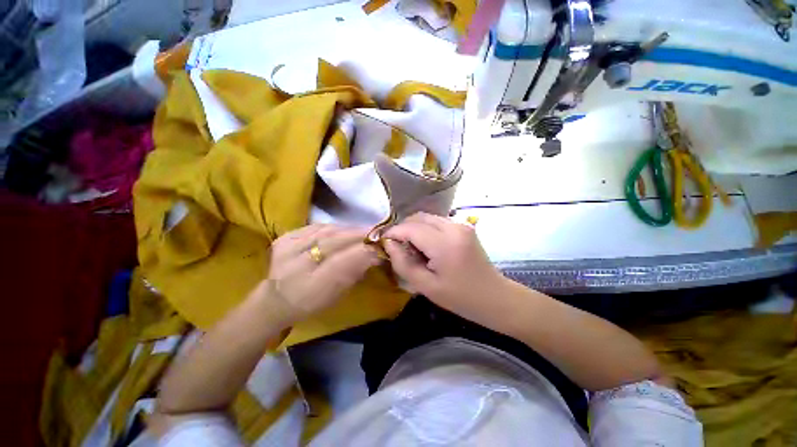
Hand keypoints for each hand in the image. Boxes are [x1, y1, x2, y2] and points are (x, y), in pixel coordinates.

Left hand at [261, 224, 380, 324]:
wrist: (276, 299)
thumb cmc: (311, 302)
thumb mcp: (337, 295)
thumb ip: (355, 273)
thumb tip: (375, 254)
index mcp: (309, 286)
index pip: (342, 262)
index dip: (364, 251)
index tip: (381, 245)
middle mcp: (295, 264)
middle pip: (333, 242)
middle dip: (359, 235)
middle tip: (377, 232)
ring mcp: (287, 247)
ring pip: (326, 231)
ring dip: (349, 229)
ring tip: (364, 230)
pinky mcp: (285, 237)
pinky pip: (316, 227)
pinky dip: (334, 227)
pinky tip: (344, 229)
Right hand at [384, 213, 507, 321]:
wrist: (495, 297)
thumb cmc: (460, 298)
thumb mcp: (426, 286)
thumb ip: (403, 263)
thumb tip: (389, 244)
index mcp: (445, 243)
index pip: (410, 228)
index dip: (393, 233)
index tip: (384, 242)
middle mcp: (453, 227)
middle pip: (418, 217)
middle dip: (403, 229)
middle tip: (397, 247)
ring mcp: (461, 224)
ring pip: (427, 217)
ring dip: (414, 228)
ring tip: (411, 248)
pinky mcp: (464, 226)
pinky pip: (437, 222)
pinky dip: (426, 229)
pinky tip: (426, 246)